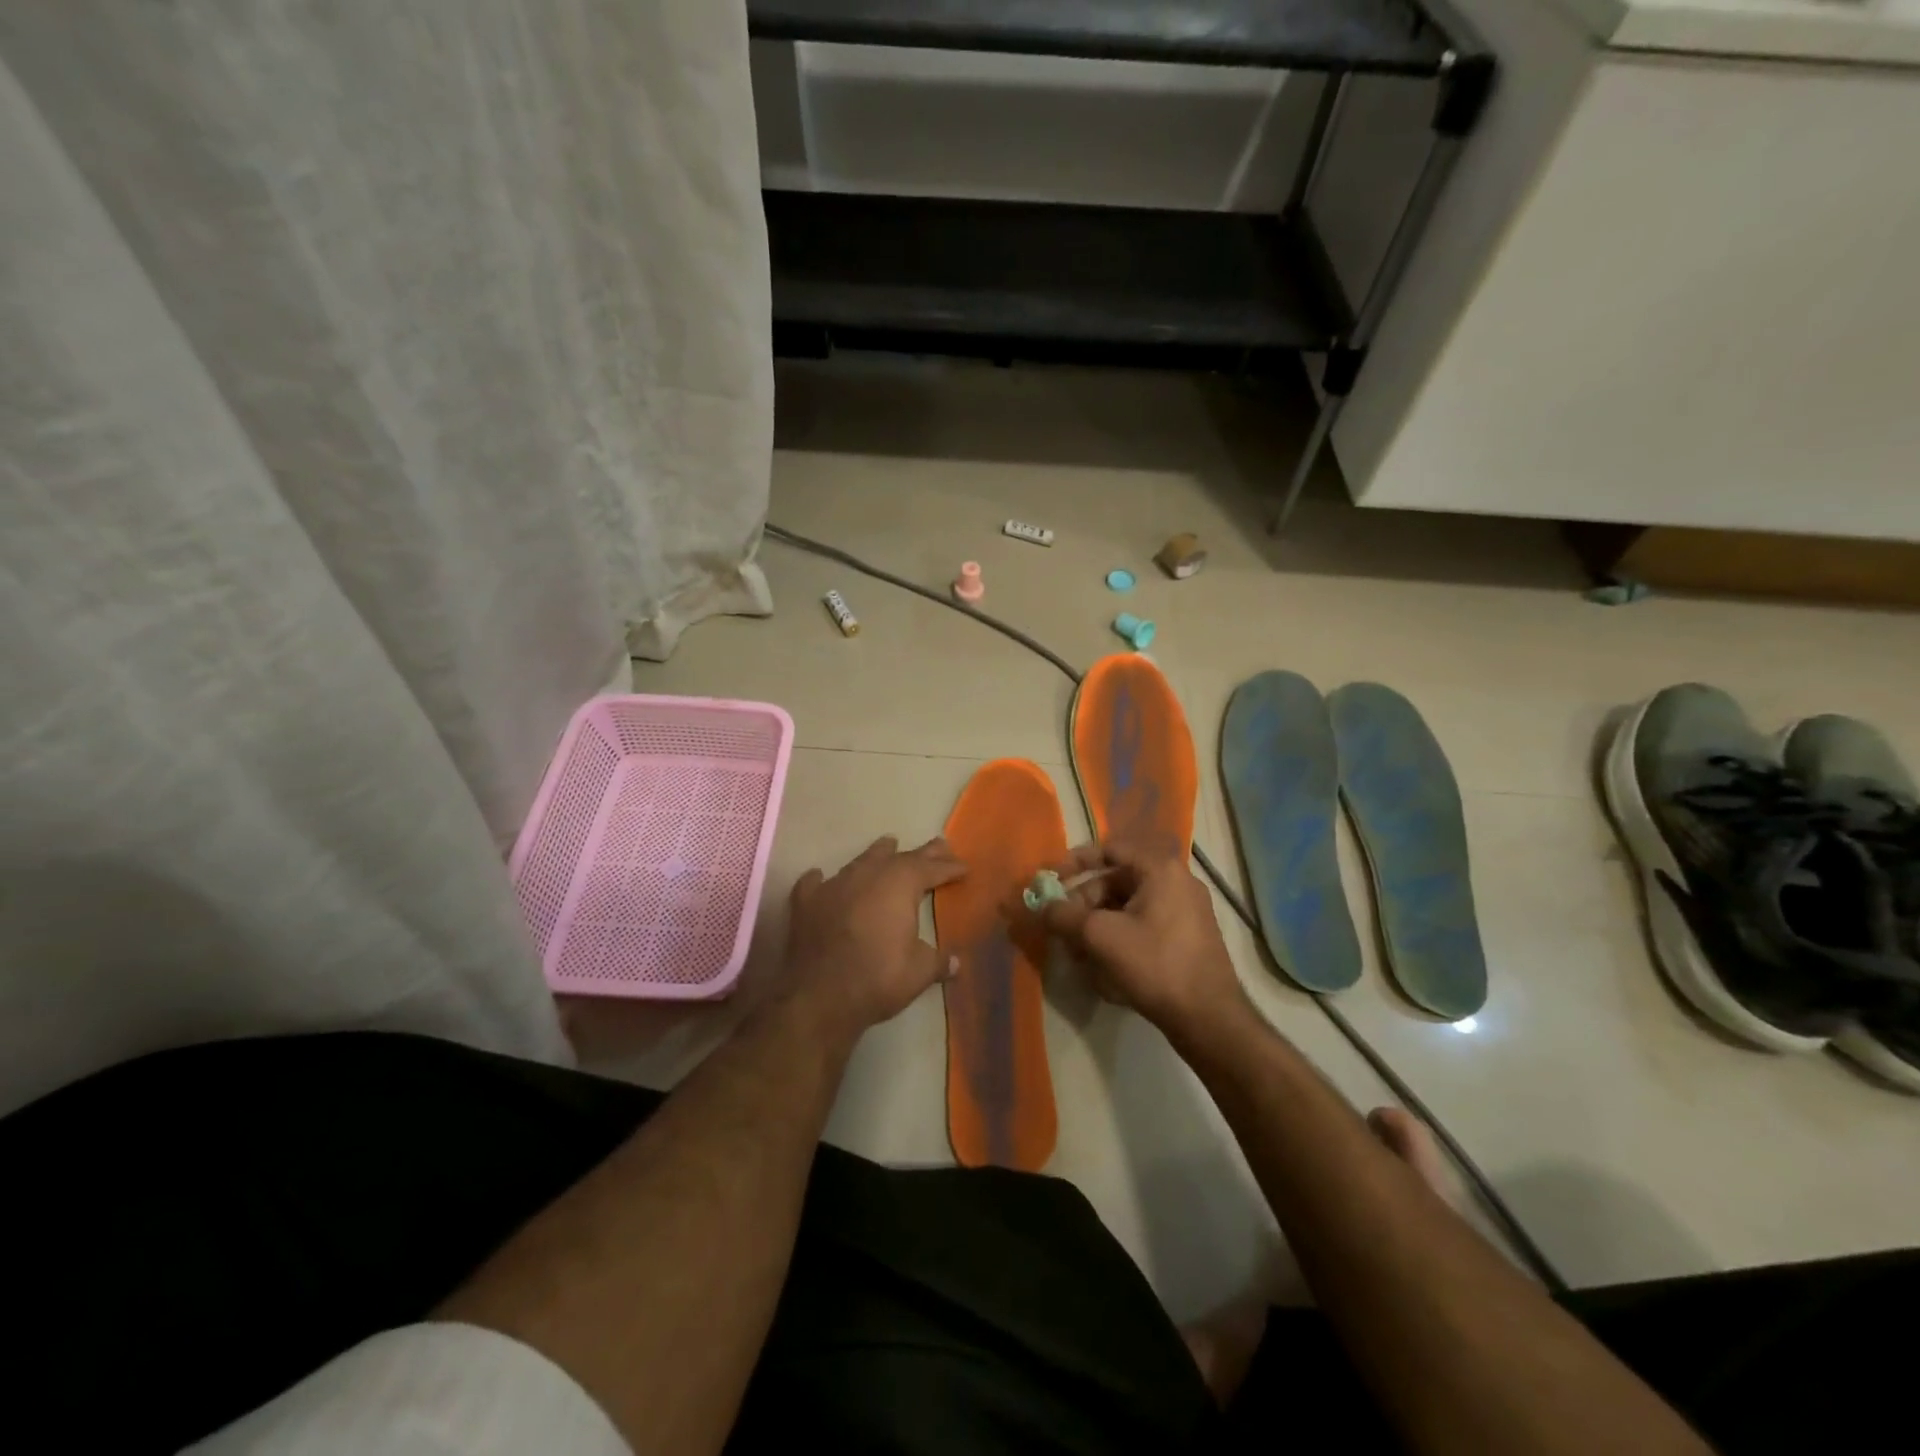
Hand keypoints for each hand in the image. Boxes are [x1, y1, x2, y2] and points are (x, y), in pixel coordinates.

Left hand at [783, 835, 965, 1035]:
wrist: (820, 995)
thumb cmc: (878, 978)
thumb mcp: (919, 972)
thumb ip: (938, 962)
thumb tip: (955, 963)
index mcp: (901, 884)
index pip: (932, 869)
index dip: (950, 868)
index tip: (964, 867)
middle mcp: (869, 874)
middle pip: (901, 857)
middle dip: (923, 854)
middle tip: (939, 846)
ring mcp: (835, 884)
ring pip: (862, 860)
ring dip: (878, 854)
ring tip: (888, 845)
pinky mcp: (808, 902)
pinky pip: (816, 883)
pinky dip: (823, 881)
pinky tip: (820, 878)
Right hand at [1041, 838, 1247, 1038]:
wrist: (1209, 1018)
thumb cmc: (1155, 964)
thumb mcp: (1101, 937)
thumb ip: (1064, 916)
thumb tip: (1041, 907)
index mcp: (1160, 869)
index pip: (1110, 850)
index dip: (1076, 861)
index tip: (1052, 880)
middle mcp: (1177, 882)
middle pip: (1116, 882)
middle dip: (1084, 904)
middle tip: (1062, 928)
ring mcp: (1186, 912)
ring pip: (1128, 908)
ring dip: (1098, 926)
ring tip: (1078, 954)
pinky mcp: (1187, 939)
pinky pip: (1144, 927)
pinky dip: (1119, 939)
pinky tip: (1102, 968)